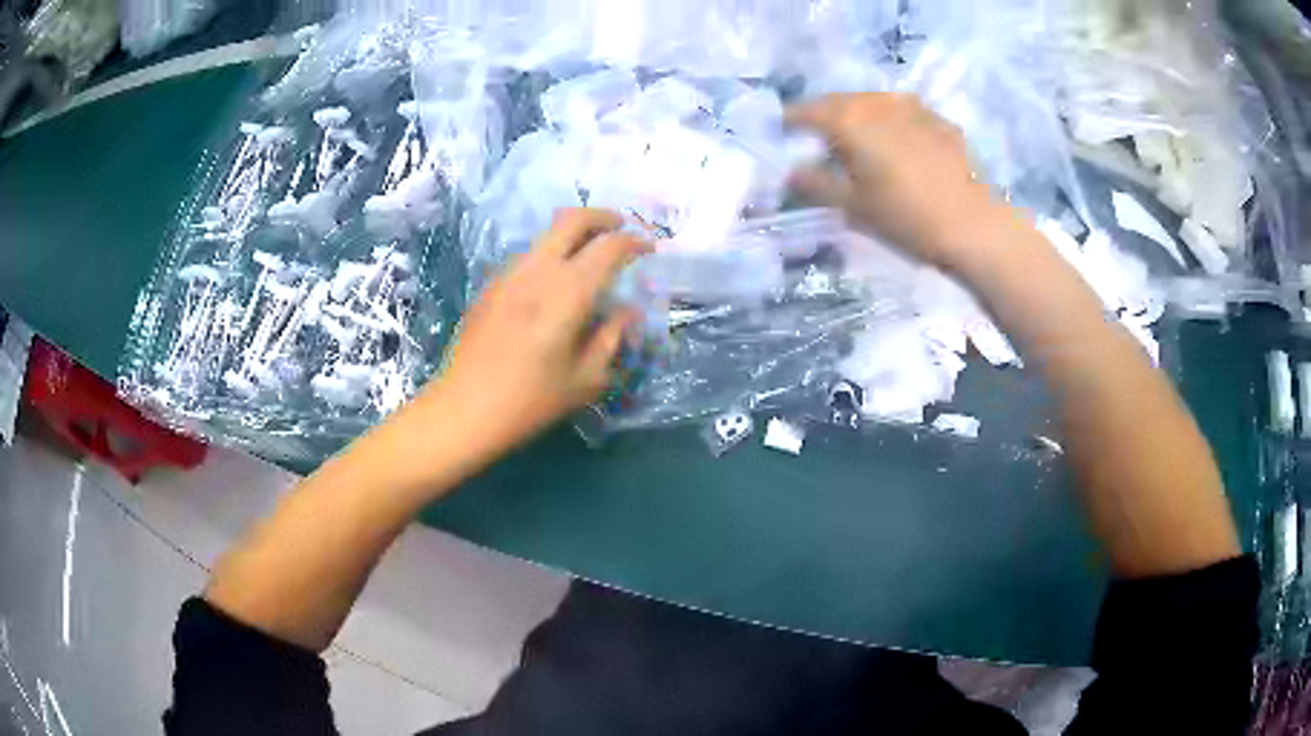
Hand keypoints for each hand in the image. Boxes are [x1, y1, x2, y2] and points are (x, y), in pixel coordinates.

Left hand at [421, 208, 648, 456]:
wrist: (464, 409)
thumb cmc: (530, 401)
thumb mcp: (585, 379)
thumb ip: (611, 338)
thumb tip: (627, 312)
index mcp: (568, 292)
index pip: (609, 248)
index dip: (634, 243)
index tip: (649, 249)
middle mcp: (538, 270)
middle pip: (572, 219)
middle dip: (602, 217)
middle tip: (621, 228)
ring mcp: (509, 274)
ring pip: (547, 236)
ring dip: (573, 236)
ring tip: (589, 260)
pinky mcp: (491, 286)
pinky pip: (528, 257)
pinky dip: (551, 257)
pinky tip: (554, 288)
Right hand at [786, 93, 1011, 271]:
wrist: (972, 223)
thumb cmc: (906, 216)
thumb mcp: (854, 206)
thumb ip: (817, 184)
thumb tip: (791, 172)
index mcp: (849, 120)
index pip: (807, 111)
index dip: (792, 120)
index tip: (783, 131)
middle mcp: (877, 102)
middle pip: (840, 101)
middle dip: (825, 115)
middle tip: (819, 137)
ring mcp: (911, 106)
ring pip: (873, 103)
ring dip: (859, 115)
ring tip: (858, 138)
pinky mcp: (937, 119)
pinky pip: (902, 112)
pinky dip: (890, 122)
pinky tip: (897, 143)